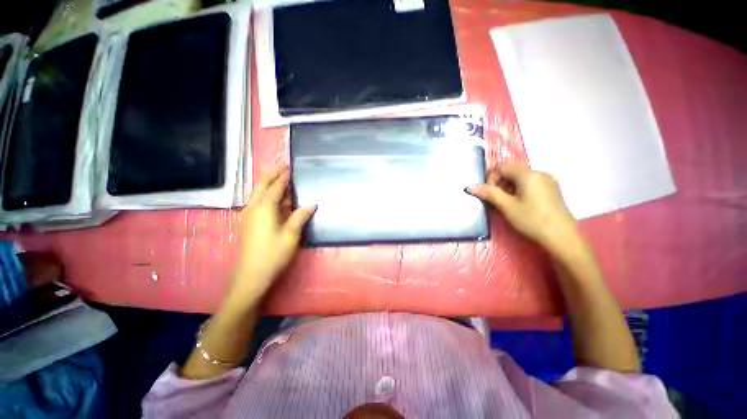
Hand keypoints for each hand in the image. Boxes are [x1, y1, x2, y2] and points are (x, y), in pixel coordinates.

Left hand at [229, 166, 315, 305]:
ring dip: (269, 184)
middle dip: (272, 174)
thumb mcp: (291, 234)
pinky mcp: (248, 222)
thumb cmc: (274, 254)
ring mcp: (248, 215)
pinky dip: (267, 194)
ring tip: (281, 179)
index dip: (284, 176)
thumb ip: (300, 216)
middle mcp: (253, 207)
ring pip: (258, 193)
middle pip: (261, 185)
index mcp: (264, 208)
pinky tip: (276, 198)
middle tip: (284, 167)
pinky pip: (257, 202)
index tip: (291, 167)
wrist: (251, 275)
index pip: (275, 186)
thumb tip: (312, 204)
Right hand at [468, 164, 580, 254]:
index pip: (502, 167)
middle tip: (498, 201)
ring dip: (509, 188)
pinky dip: (520, 190)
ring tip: (508, 204)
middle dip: (500, 184)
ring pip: (520, 178)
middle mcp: (539, 172)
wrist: (562, 237)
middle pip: (511, 171)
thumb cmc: (532, 219)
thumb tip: (469, 186)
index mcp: (528, 174)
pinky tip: (521, 205)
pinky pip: (530, 183)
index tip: (491, 195)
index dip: (491, 179)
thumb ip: (488, 193)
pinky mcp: (552, 189)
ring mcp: (548, 180)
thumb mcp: (507, 206)